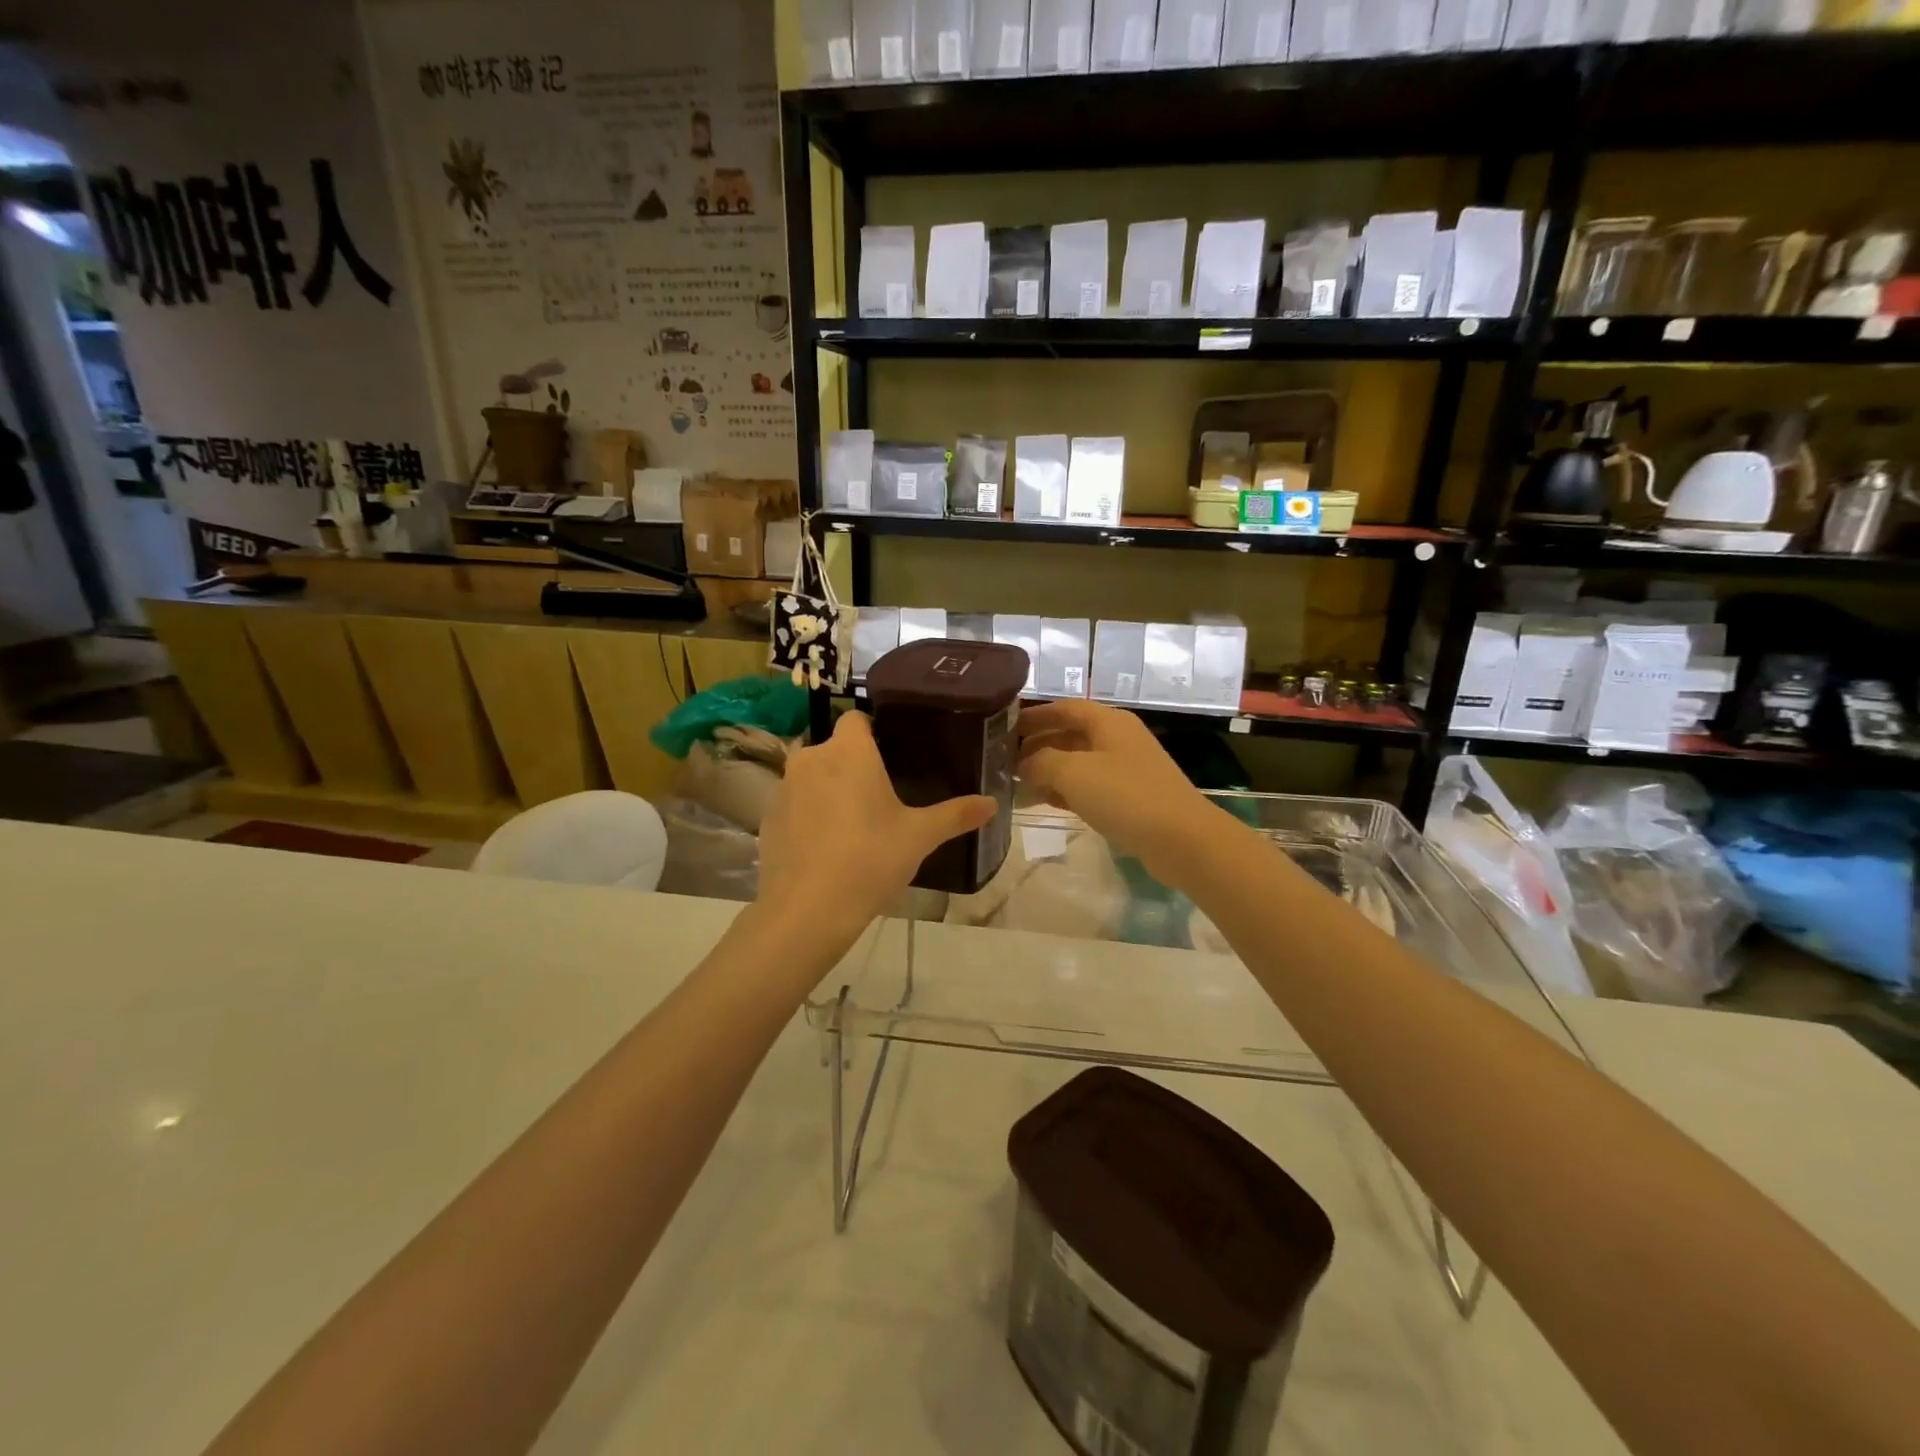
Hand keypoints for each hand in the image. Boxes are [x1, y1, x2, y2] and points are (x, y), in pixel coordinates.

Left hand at [756, 710, 993, 954]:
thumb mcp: (919, 837)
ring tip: (853, 824)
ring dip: (828, 789)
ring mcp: (783, 788)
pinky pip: (794, 804)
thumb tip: (992, 804)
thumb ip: (956, 815)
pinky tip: (825, 847)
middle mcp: (811, 758)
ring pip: (812, 776)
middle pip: (834, 748)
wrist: (807, 910)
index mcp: (849, 751)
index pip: (856, 719)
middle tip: (879, 797)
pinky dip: (808, 815)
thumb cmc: (870, 859)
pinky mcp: (767, 818)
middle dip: (853, 765)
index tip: (891, 756)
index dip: (873, 732)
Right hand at [1016, 700, 1226, 889]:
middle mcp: (1118, 739)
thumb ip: (1040, 762)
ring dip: (1048, 769)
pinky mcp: (1130, 798)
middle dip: (1037, 744)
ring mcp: (1126, 769)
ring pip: (1078, 762)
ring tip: (1016, 782)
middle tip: (1004, 759)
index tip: (1003, 727)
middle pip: (1070, 734)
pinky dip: (1066, 790)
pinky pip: (1090, 786)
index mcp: (1108, 721)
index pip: (1064, 708)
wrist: (1182, 839)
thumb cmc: (1125, 795)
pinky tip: (1045, 802)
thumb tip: (1022, 764)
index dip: (1034, 715)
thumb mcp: (1073, 772)